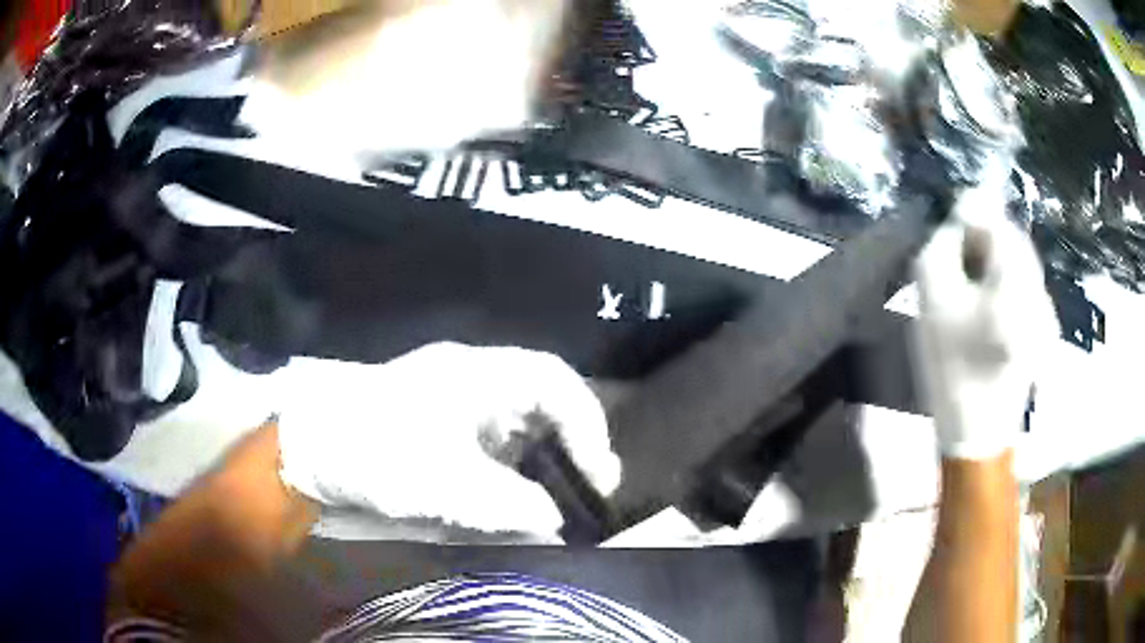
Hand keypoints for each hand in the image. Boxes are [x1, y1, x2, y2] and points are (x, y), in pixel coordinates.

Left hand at [275, 343, 620, 538]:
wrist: (311, 450)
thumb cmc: (378, 453)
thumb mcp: (447, 484)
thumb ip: (510, 504)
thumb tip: (552, 521)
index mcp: (477, 373)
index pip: (554, 381)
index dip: (587, 422)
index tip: (598, 472)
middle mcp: (471, 378)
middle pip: (541, 400)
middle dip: (570, 442)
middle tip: (589, 486)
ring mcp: (452, 400)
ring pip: (518, 423)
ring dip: (542, 457)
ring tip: (556, 495)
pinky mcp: (437, 425)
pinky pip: (491, 440)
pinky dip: (511, 466)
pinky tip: (510, 494)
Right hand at [913, 187, 1056, 459]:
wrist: (977, 433)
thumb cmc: (952, 367)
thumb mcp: (933, 297)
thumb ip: (943, 244)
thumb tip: (956, 219)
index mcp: (1014, 278)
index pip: (995, 216)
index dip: (970, 210)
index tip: (948, 220)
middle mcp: (1037, 283)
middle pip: (1011, 236)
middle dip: (983, 234)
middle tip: (954, 249)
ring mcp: (1044, 305)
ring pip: (1018, 259)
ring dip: (992, 257)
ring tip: (967, 276)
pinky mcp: (1042, 322)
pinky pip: (1022, 281)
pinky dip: (1003, 278)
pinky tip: (985, 299)